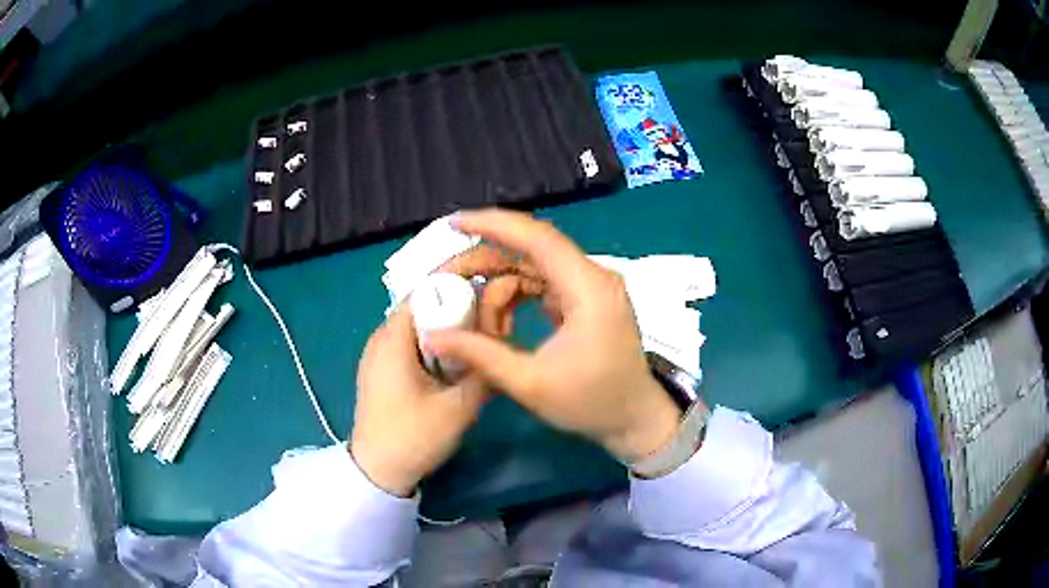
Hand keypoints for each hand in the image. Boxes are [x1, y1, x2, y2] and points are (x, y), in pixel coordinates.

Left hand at [350, 246, 526, 495]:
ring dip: (455, 319)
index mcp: (394, 336)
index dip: (464, 275)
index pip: (429, 287)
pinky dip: (443, 337)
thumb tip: (506, 337)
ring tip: (491, 327)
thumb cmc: (411, 438)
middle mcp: (384, 334)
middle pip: (428, 299)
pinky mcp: (387, 366)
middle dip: (465, 297)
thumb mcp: (457, 408)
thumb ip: (485, 370)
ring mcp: (383, 351)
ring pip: (424, 319)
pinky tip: (466, 353)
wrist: (377, 471)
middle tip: (502, 306)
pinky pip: (418, 338)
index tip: (498, 274)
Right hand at [428, 210, 684, 462]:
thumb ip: (480, 355)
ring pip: (534, 268)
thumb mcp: (530, 384)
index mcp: (588, 288)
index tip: (455, 223)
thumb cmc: (591, 403)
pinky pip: (543, 284)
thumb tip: (433, 336)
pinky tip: (499, 323)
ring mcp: (591, 286)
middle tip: (449, 279)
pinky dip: (517, 297)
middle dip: (487, 261)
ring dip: (501, 288)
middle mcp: (592, 276)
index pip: (537, 238)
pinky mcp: (586, 299)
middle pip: (531, 250)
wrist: (635, 419)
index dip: (493, 225)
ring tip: (477, 322)